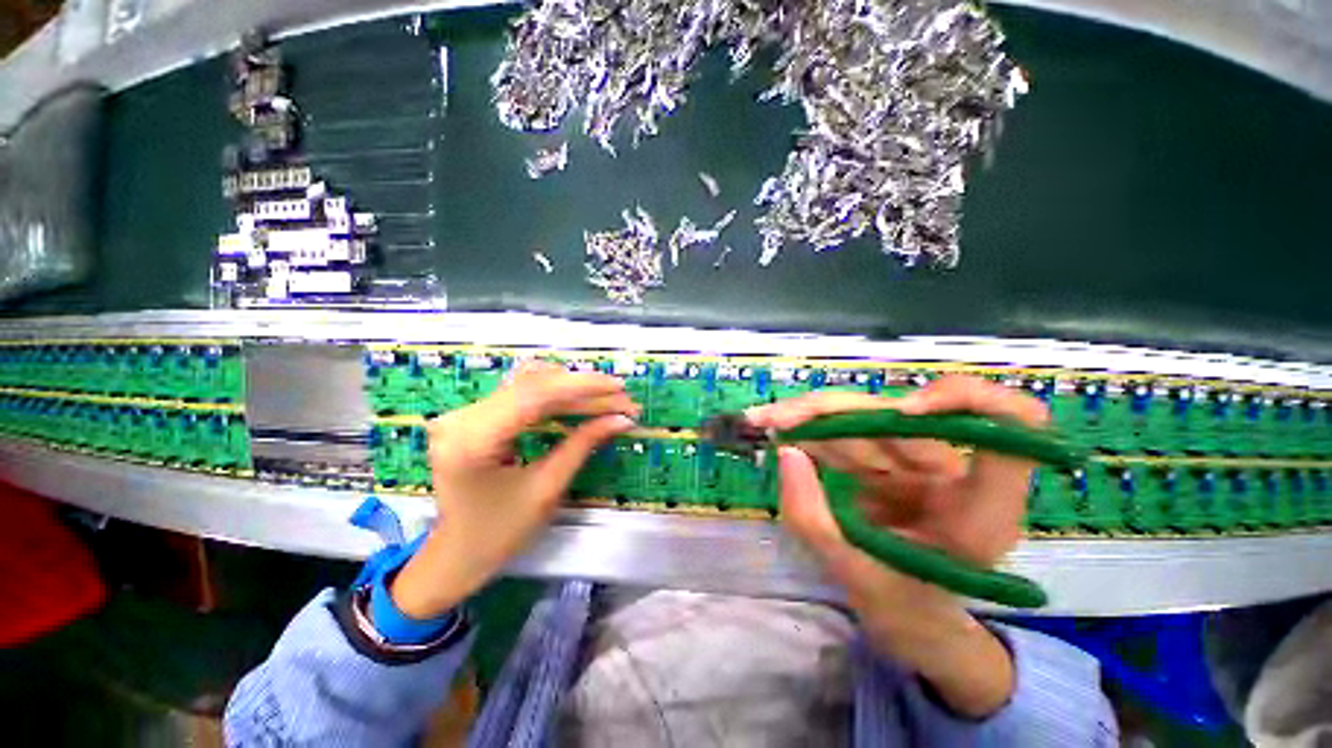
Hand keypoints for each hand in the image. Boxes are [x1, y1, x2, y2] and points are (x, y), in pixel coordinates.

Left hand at [390, 361, 638, 619]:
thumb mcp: (547, 488)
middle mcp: (462, 418)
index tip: (618, 387)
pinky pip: (521, 395)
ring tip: (608, 398)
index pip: (534, 395)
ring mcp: (465, 414)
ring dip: (572, 390)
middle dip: (583, 390)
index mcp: (473, 440)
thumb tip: (621, 420)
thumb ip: (582, 445)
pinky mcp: (474, 416)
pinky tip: (580, 400)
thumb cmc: (500, 533)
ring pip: (530, 384)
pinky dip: (555, 396)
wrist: (458, 554)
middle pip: (534, 385)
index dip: (581, 386)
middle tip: (622, 398)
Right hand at [746, 375, 1047, 717]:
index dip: (968, 401)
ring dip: (810, 416)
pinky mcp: (887, 460)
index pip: (1013, 425)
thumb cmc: (903, 610)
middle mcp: (953, 473)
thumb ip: (813, 519)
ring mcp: (917, 463)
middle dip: (832, 411)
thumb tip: (786, 451)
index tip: (906, 412)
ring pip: (864, 417)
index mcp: (978, 508)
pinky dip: (809, 430)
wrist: (911, 623)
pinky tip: (778, 429)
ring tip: (764, 421)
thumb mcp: (856, 576)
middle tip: (776, 419)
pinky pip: (846, 433)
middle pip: (901, 414)